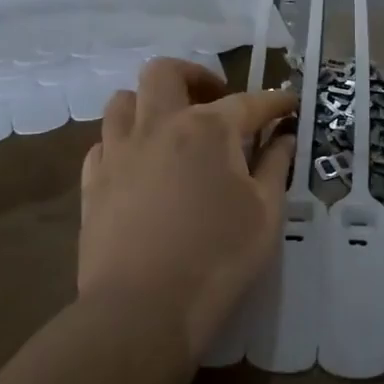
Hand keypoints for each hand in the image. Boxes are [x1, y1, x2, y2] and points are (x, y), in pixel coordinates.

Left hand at [79, 59, 296, 359]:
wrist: (141, 310)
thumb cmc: (217, 259)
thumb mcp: (266, 214)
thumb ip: (276, 167)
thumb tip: (284, 138)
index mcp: (207, 129)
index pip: (248, 102)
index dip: (274, 102)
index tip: (289, 104)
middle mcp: (159, 126)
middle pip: (166, 73)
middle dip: (195, 76)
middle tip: (214, 100)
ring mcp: (119, 152)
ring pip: (123, 100)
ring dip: (150, 103)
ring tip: (170, 127)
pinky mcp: (93, 182)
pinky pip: (104, 142)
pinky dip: (124, 142)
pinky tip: (139, 164)